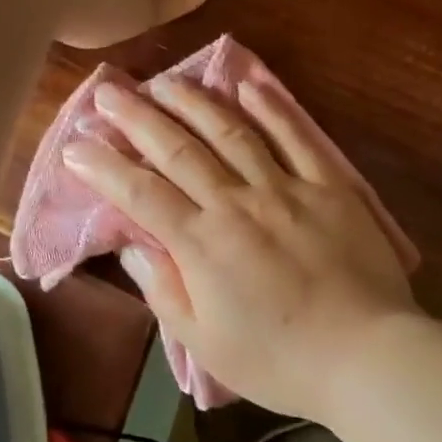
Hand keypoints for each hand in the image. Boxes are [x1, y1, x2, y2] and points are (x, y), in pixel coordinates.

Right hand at [62, 78, 419, 418]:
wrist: (365, 354)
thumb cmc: (280, 361)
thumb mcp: (206, 344)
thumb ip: (164, 290)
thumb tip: (132, 247)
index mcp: (203, 245)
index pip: (140, 194)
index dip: (104, 166)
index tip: (76, 144)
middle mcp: (237, 203)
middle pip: (178, 149)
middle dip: (137, 116)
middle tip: (108, 90)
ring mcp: (286, 187)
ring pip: (231, 131)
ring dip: (193, 101)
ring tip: (165, 80)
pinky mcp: (329, 184)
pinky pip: (295, 136)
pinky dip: (271, 107)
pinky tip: (247, 84)